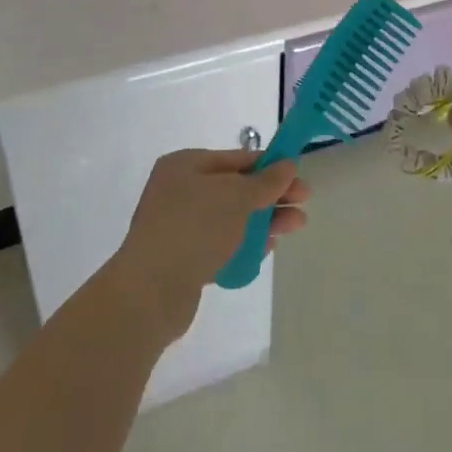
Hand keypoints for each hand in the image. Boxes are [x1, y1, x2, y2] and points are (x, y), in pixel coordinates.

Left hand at [108, 149, 309, 342]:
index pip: (237, 159)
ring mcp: (179, 225)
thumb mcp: (237, 197)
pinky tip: (266, 249)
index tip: (298, 178)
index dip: (271, 166)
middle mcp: (179, 190)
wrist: (149, 293)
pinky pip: (220, 242)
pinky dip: (244, 243)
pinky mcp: (182, 257)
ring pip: (231, 217)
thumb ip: (266, 181)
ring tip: (295, 227)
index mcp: (185, 165)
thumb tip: (287, 165)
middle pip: (236, 188)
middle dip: (271, 196)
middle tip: (303, 205)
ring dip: (264, 220)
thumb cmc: (194, 229)